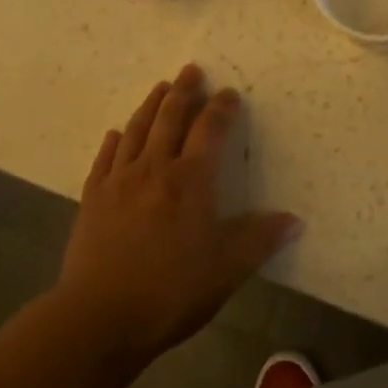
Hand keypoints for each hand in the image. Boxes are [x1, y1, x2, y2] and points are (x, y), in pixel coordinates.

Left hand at [56, 65, 301, 366]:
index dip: (221, 109)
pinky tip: (115, 133)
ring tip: (160, 87)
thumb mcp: (227, 269)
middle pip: (169, 119)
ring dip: (150, 105)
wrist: (99, 318)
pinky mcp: (92, 199)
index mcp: (190, 180)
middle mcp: (155, 169)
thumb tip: (295, 220)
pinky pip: (104, 159)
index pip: (210, 130)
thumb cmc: (171, 292)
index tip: (229, 92)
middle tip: (191, 69)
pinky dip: (113, 141)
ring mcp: (119, 181)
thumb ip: (260, 239)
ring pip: (136, 130)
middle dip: (183, 92)